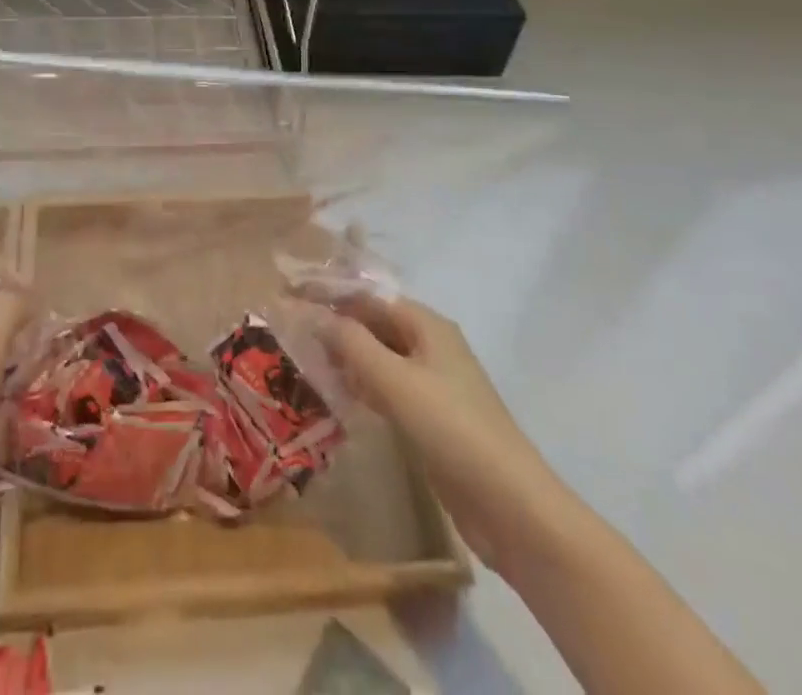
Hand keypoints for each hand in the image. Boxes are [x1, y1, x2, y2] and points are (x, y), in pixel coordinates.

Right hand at [304, 294, 554, 569]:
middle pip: (374, 323)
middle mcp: (430, 346)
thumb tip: (309, 311)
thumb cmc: (452, 429)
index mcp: (427, 325)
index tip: (289, 296)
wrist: (512, 508)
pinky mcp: (431, 418)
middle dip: (334, 324)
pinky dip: (361, 385)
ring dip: (345, 356)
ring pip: (378, 357)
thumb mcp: (395, 380)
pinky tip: (336, 394)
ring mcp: (432, 383)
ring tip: (302, 359)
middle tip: (289, 330)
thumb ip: (350, 342)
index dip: (330, 294)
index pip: (368, 296)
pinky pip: (387, 388)